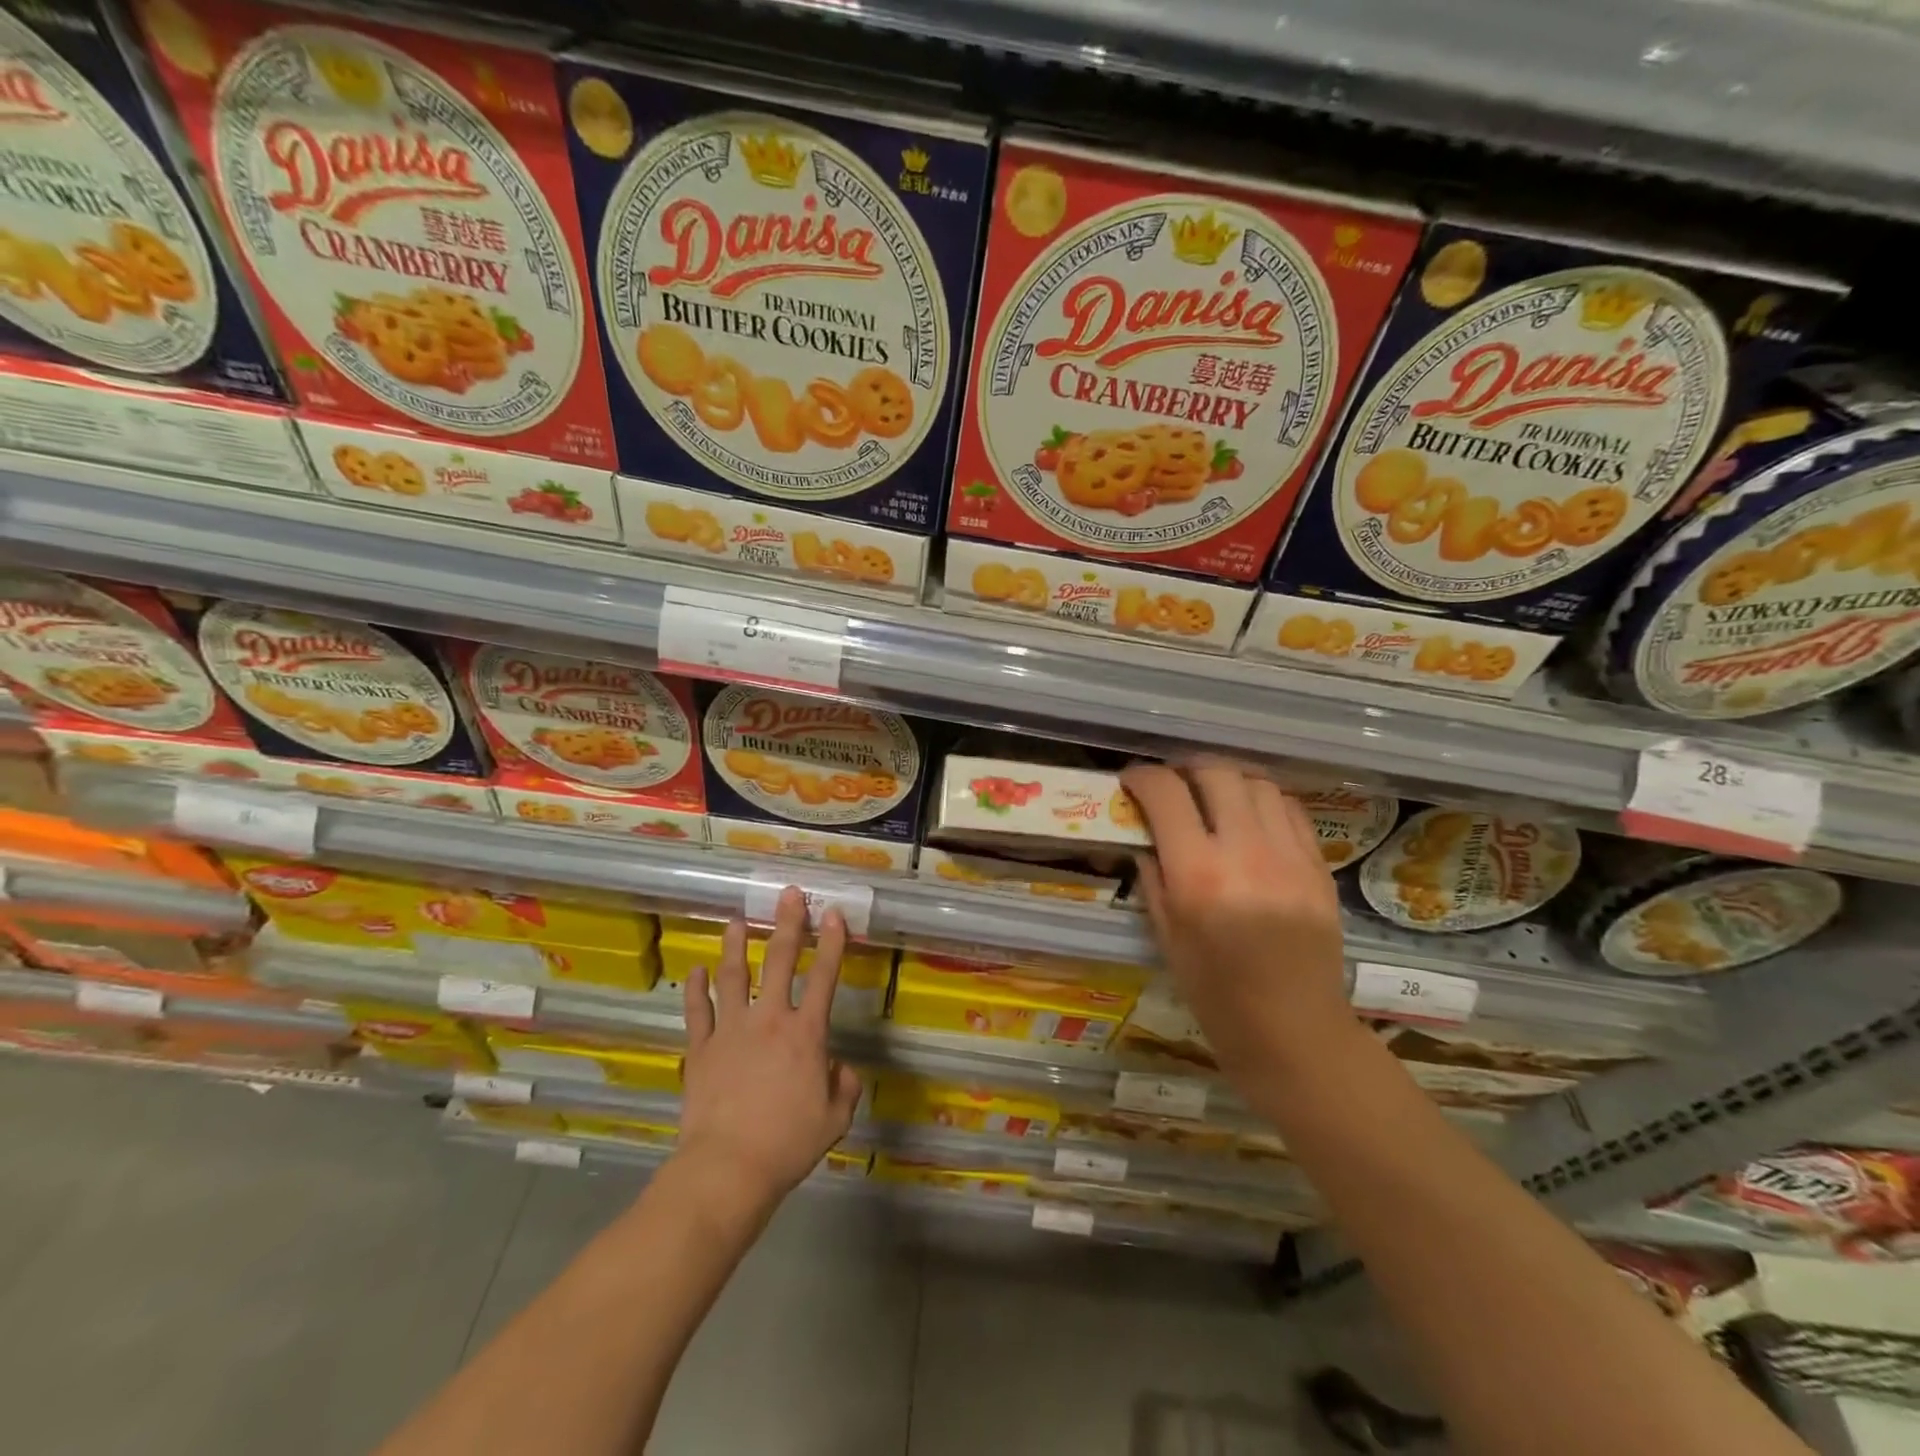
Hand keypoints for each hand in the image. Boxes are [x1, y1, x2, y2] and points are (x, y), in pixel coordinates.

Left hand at [676, 888, 863, 1217]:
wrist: (727, 1167)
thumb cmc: (787, 1144)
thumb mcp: (835, 1119)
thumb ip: (844, 1086)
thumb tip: (839, 1067)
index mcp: (806, 1034)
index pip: (825, 977)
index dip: (832, 943)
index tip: (834, 914)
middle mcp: (769, 1019)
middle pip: (780, 961)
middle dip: (788, 923)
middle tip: (789, 894)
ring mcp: (731, 1030)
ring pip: (733, 975)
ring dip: (736, 945)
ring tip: (736, 920)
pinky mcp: (701, 1048)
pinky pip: (697, 1011)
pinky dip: (695, 988)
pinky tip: (695, 970)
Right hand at [1122, 759, 1357, 1099]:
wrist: (1294, 1031)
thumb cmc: (1216, 994)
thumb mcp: (1167, 936)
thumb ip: (1153, 876)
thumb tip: (1144, 834)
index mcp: (1198, 875)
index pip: (1166, 794)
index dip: (1142, 777)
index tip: (1131, 781)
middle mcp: (1245, 852)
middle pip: (1215, 773)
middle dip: (1185, 769)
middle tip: (1173, 785)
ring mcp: (1289, 856)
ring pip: (1257, 783)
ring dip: (1227, 781)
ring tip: (1212, 798)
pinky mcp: (1318, 866)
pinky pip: (1290, 809)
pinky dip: (1263, 801)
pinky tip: (1251, 819)